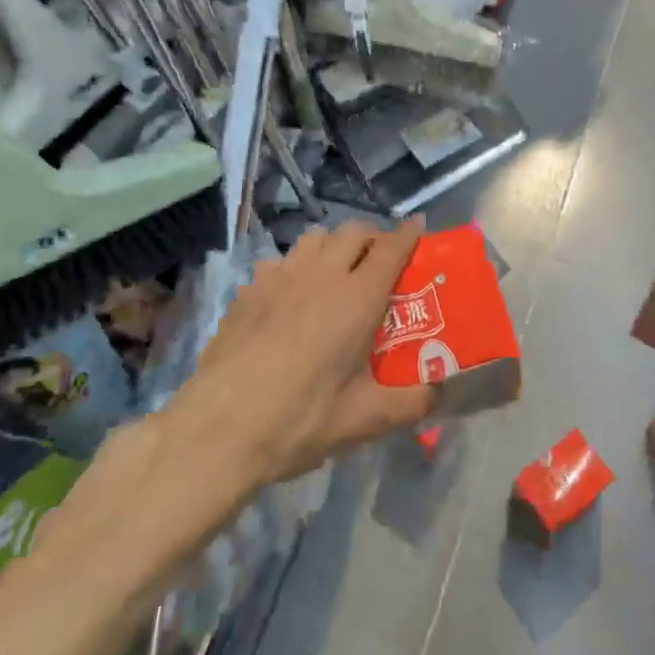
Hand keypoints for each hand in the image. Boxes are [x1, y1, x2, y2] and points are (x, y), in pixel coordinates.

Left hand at [192, 218, 436, 482]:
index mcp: (357, 299)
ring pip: (315, 238)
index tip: (419, 227)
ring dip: (334, 246)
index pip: (391, 248)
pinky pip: (281, 261)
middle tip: (381, 261)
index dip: (408, 234)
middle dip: (373, 237)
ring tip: (337, 271)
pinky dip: (297, 267)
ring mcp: (280, 278)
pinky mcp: (248, 291)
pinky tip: (291, 296)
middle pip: (353, 232)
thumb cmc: (300, 420)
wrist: (219, 428)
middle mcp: (321, 275)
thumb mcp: (364, 420)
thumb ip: (409, 403)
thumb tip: (435, 394)